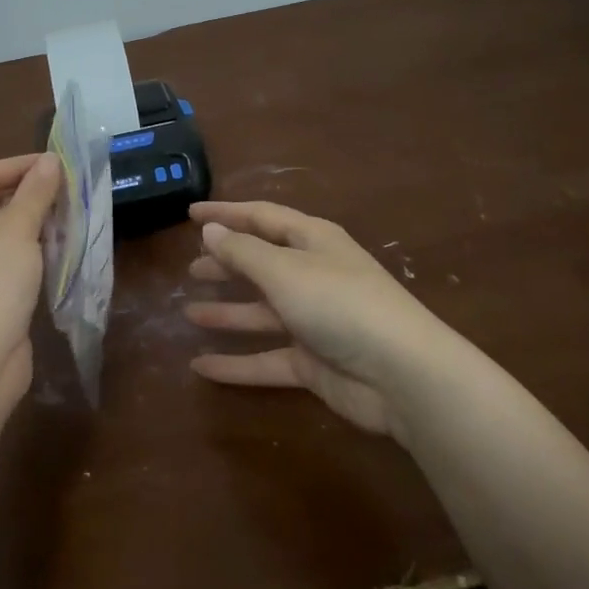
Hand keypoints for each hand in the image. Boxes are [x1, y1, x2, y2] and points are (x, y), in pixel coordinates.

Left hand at [0, 153, 60, 408]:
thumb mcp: (14, 230)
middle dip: (28, 195)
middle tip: (67, 187)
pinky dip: (35, 254)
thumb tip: (51, 161)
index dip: (18, 166)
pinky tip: (62, 247)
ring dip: (35, 224)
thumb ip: (35, 193)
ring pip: (3, 237)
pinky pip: (12, 266)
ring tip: (71, 212)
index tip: (56, 164)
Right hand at [183, 201, 448, 437]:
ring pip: (260, 312)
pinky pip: (265, 359)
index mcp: (311, 241)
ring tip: (187, 312)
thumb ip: (242, 252)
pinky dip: (235, 363)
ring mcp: (313, 321)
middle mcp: (312, 275)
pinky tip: (199, 367)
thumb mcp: (284, 270)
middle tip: (190, 269)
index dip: (225, 214)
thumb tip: (210, 231)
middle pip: (261, 264)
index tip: (190, 214)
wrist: (401, 374)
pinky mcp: (312, 363)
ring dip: (226, 312)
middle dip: (226, 264)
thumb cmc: (339, 303)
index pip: (261, 218)